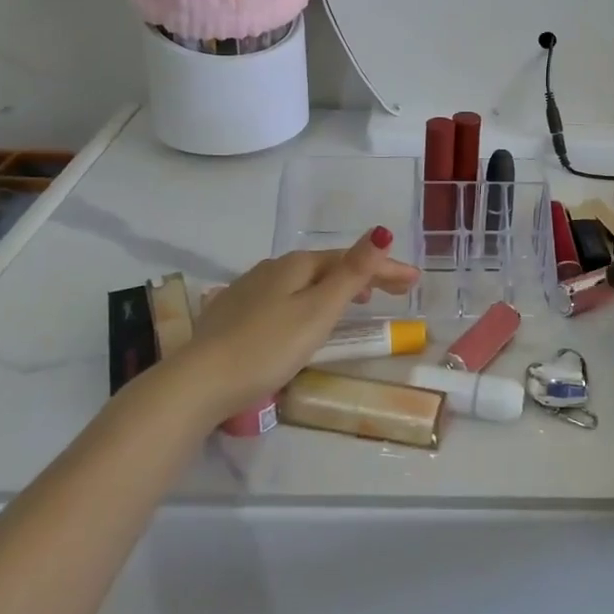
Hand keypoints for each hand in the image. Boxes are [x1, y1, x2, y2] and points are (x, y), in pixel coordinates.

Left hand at [169, 227, 419, 421]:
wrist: (198, 382)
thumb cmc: (267, 347)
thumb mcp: (318, 311)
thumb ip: (352, 272)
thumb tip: (381, 230)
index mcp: (297, 265)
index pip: (352, 259)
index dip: (386, 268)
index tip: (415, 282)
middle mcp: (273, 268)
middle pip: (328, 267)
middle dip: (364, 275)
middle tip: (395, 291)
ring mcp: (249, 289)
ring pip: (304, 282)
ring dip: (336, 287)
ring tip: (357, 301)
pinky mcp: (233, 313)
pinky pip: (284, 297)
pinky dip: (309, 300)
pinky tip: (305, 317)